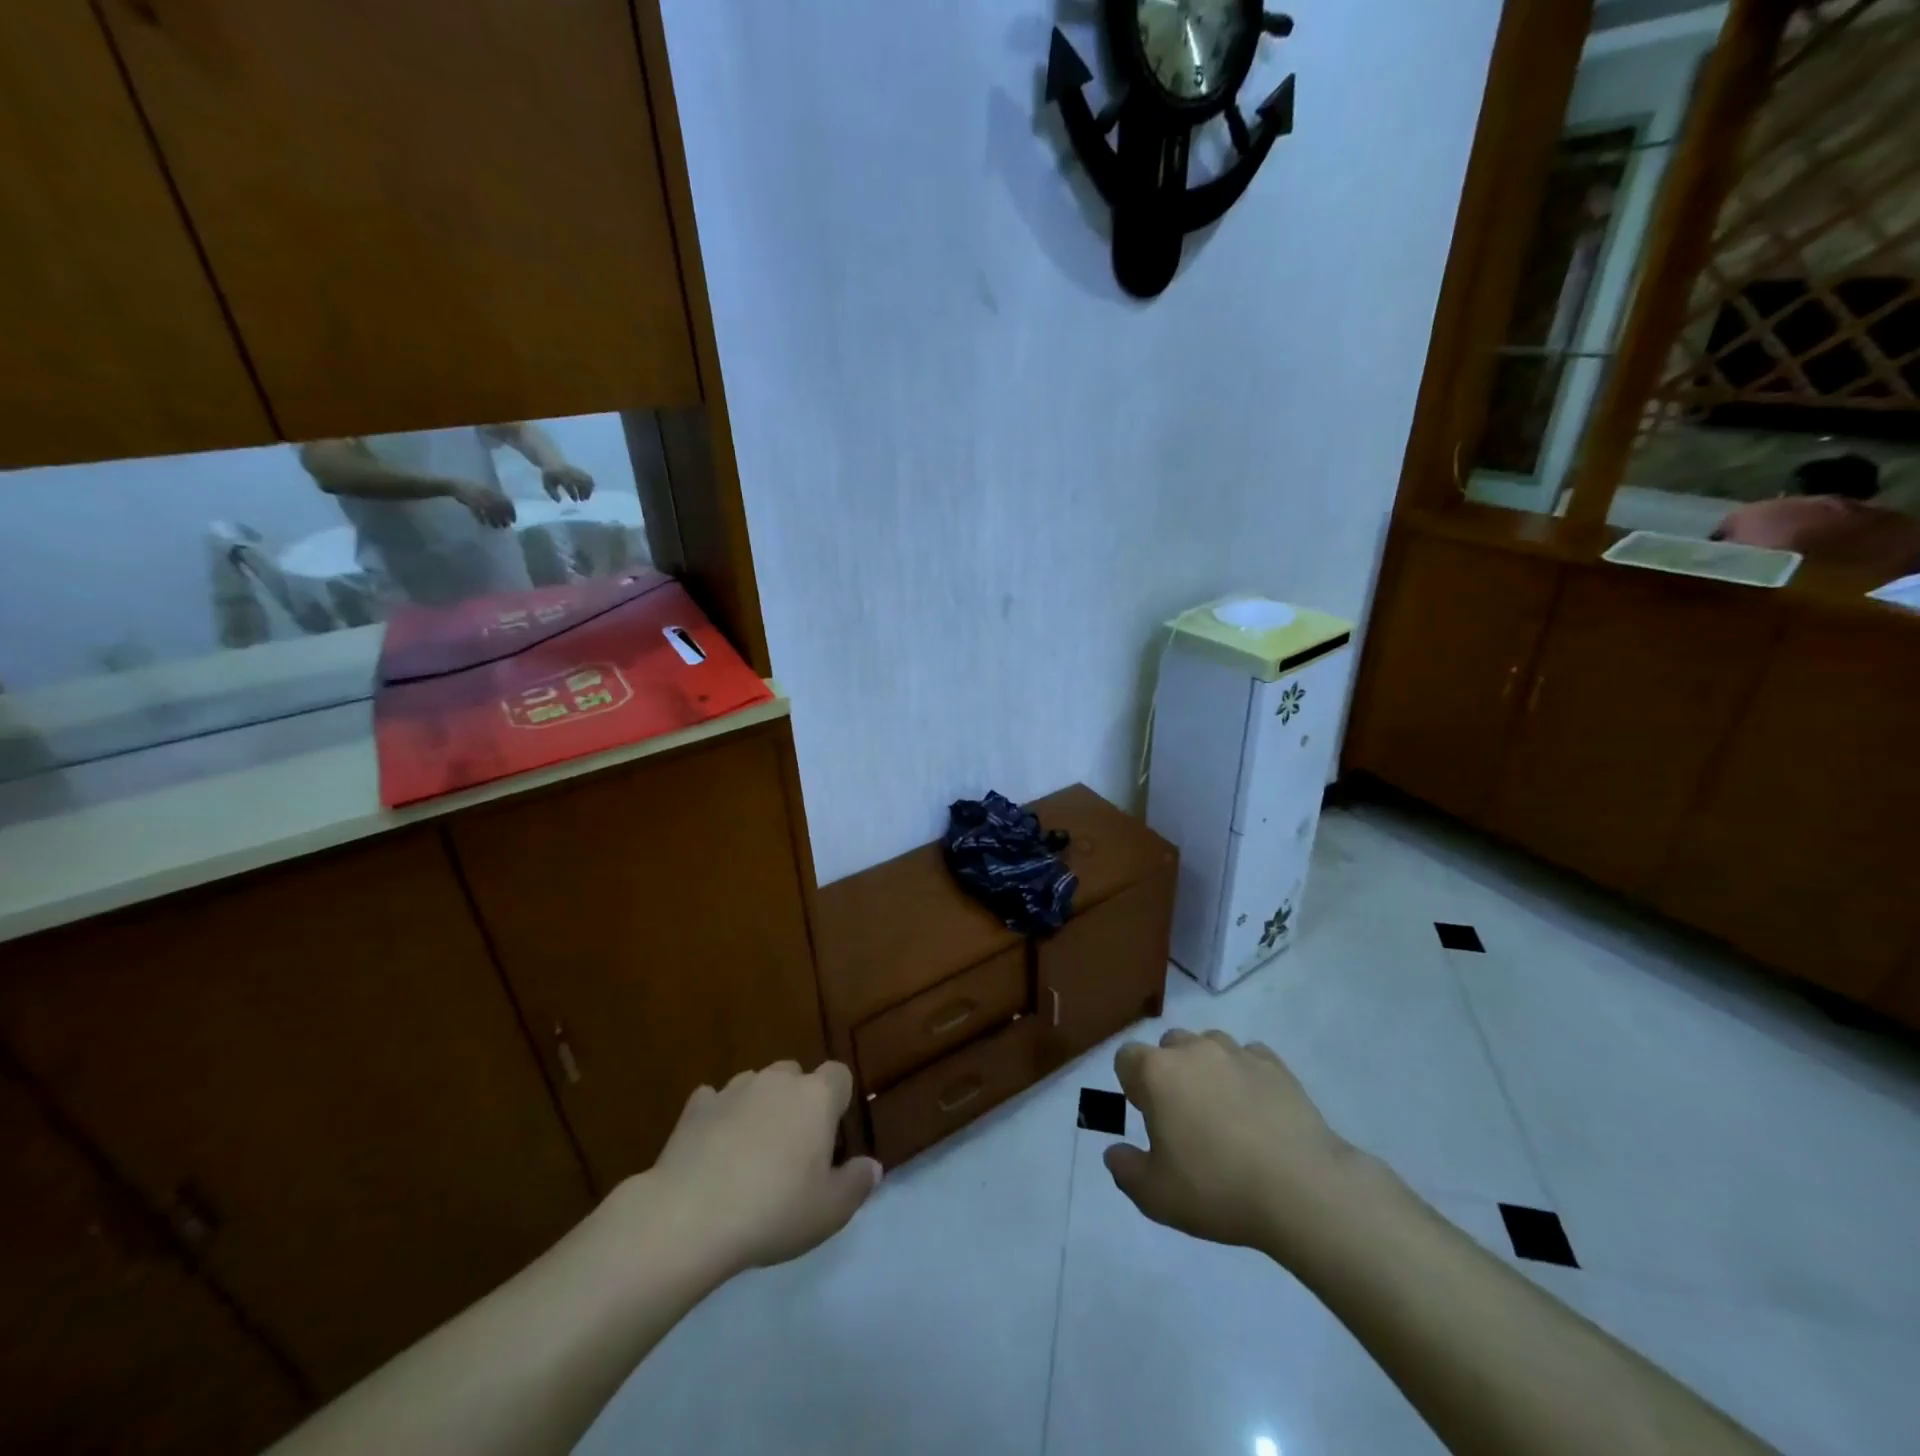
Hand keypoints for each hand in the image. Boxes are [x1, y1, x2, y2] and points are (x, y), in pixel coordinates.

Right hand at [450, 480, 516, 527]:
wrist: (455, 485)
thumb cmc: (473, 490)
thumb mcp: (487, 492)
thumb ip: (497, 500)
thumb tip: (507, 513)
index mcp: (493, 492)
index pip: (507, 503)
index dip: (512, 513)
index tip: (513, 521)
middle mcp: (488, 495)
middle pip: (500, 510)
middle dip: (504, 519)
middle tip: (505, 526)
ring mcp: (480, 499)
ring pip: (491, 513)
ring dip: (494, 522)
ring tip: (496, 526)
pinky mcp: (471, 503)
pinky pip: (479, 514)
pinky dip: (482, 520)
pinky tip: (483, 523)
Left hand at [541, 463, 594, 502]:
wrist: (552, 461)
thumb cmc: (550, 475)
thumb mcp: (547, 485)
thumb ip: (553, 493)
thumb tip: (559, 501)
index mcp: (563, 477)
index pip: (570, 486)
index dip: (573, 494)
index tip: (575, 500)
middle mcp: (571, 474)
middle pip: (582, 483)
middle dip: (584, 492)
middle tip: (582, 500)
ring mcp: (577, 471)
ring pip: (587, 481)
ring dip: (588, 490)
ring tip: (587, 496)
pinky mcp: (581, 471)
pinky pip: (589, 478)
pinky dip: (591, 485)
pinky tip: (589, 490)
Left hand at [649, 1060, 880, 1275]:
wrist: (690, 1217)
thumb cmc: (773, 1211)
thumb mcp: (830, 1211)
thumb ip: (857, 1184)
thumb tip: (872, 1166)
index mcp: (816, 1097)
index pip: (839, 1075)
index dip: (838, 1100)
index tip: (831, 1135)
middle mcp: (777, 1081)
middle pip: (795, 1074)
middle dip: (796, 1100)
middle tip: (791, 1148)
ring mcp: (733, 1089)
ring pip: (755, 1084)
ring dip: (758, 1106)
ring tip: (750, 1150)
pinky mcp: (695, 1107)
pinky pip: (714, 1101)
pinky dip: (718, 1117)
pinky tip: (712, 1148)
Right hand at [1105, 1030, 1363, 1260]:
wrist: (1302, 1189)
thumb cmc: (1217, 1188)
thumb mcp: (1156, 1196)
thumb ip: (1125, 1170)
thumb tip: (1114, 1152)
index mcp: (1157, 1073)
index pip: (1127, 1058)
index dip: (1131, 1084)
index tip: (1147, 1116)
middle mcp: (1193, 1050)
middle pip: (1168, 1046)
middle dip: (1169, 1072)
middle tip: (1184, 1117)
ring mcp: (1237, 1053)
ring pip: (1209, 1045)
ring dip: (1207, 1068)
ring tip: (1222, 1110)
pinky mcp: (1275, 1065)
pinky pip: (1249, 1057)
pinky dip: (1246, 1075)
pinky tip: (1256, 1109)